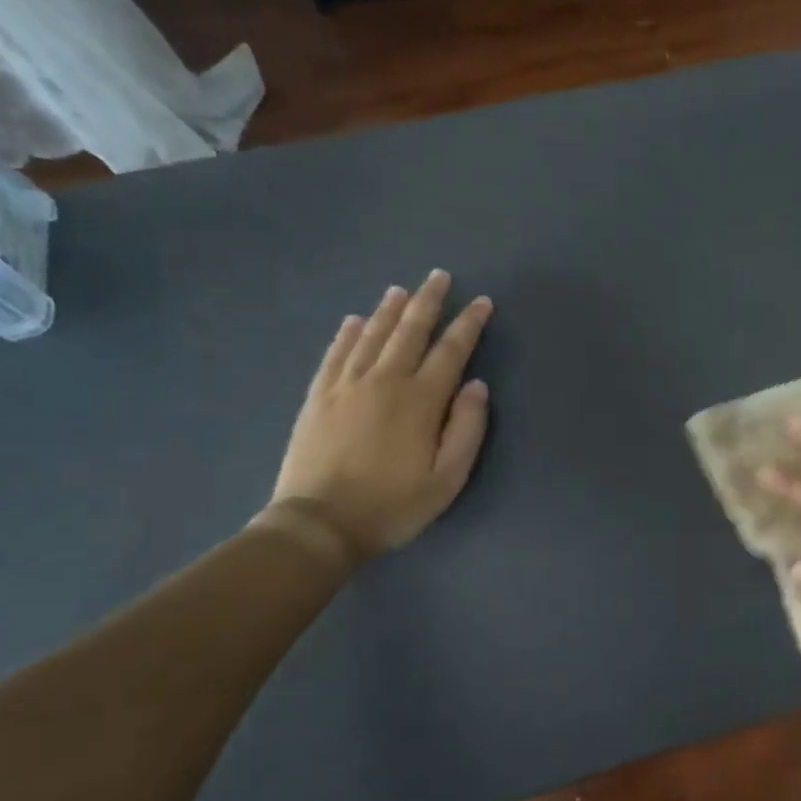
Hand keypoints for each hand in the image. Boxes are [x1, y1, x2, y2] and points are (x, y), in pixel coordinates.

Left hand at [265, 273, 492, 560]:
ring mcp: (347, 385)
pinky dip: (348, 333)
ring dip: (390, 309)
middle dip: (428, 301)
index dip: (469, 324)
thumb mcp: (448, 477)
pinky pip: (336, 353)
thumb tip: (476, 386)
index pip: (451, 350)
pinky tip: (356, 320)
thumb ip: (467, 428)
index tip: (482, 302)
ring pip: (372, 335)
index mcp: (421, 400)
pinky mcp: (319, 396)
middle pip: (410, 331)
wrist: (320, 523)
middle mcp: (384, 381)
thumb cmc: (394, 504)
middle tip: (440, 276)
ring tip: (402, 290)